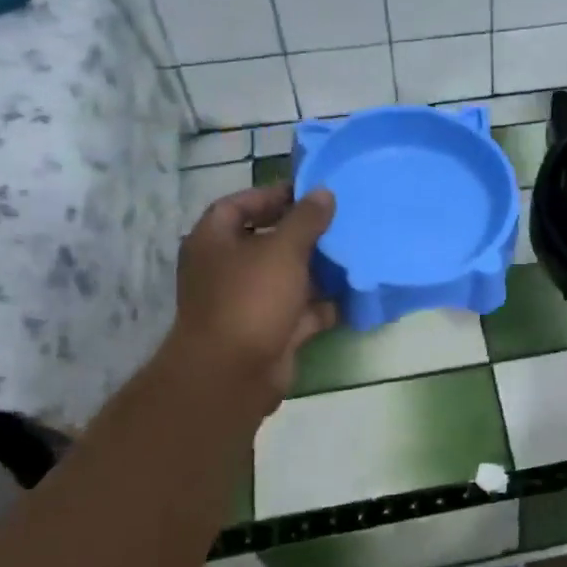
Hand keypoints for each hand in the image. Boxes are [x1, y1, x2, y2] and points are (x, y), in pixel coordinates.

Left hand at [166, 182, 337, 407]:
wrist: (234, 374)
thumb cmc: (251, 299)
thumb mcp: (283, 249)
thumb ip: (306, 219)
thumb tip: (324, 193)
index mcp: (214, 241)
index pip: (239, 205)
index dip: (272, 195)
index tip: (311, 194)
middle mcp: (226, 269)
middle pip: (266, 241)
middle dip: (303, 234)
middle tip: (339, 223)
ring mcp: (248, 302)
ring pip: (286, 277)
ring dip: (317, 269)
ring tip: (352, 253)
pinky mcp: (269, 331)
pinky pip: (299, 310)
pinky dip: (322, 305)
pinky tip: (352, 294)